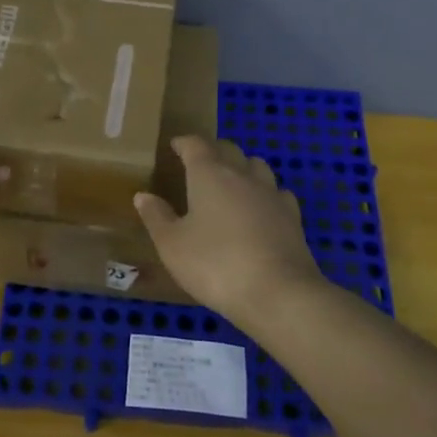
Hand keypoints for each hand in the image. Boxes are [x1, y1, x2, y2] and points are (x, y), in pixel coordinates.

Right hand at [133, 136, 322, 322]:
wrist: (278, 293)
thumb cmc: (215, 264)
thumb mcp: (172, 245)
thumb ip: (156, 217)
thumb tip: (143, 195)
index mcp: (209, 174)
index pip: (195, 145)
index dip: (184, 143)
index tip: (175, 146)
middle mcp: (242, 174)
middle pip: (228, 149)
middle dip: (213, 151)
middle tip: (200, 164)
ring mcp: (272, 193)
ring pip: (256, 166)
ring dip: (242, 167)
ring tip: (231, 182)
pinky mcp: (293, 216)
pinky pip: (277, 192)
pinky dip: (265, 194)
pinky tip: (261, 209)